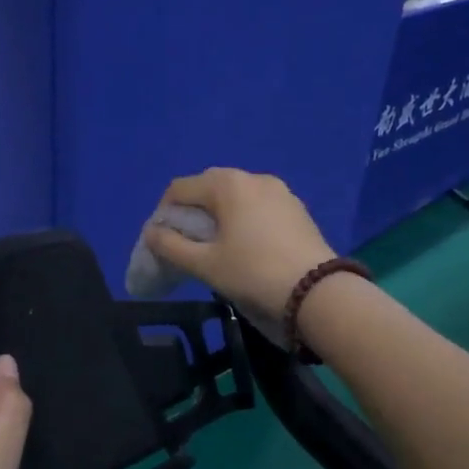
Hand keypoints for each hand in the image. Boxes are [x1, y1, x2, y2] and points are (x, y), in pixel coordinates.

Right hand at [144, 168, 335, 323]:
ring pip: (237, 196)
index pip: (180, 188)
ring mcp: (280, 191)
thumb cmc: (253, 273)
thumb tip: (151, 232)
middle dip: (193, 211)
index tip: (164, 241)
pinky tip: (247, 246)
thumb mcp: (205, 264)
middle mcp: (254, 177)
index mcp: (227, 184)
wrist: (316, 291)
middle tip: (188, 243)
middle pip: (210, 187)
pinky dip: (244, 218)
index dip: (164, 213)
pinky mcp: (297, 209)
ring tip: (217, 246)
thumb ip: (171, 246)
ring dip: (220, 214)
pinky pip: (259, 206)